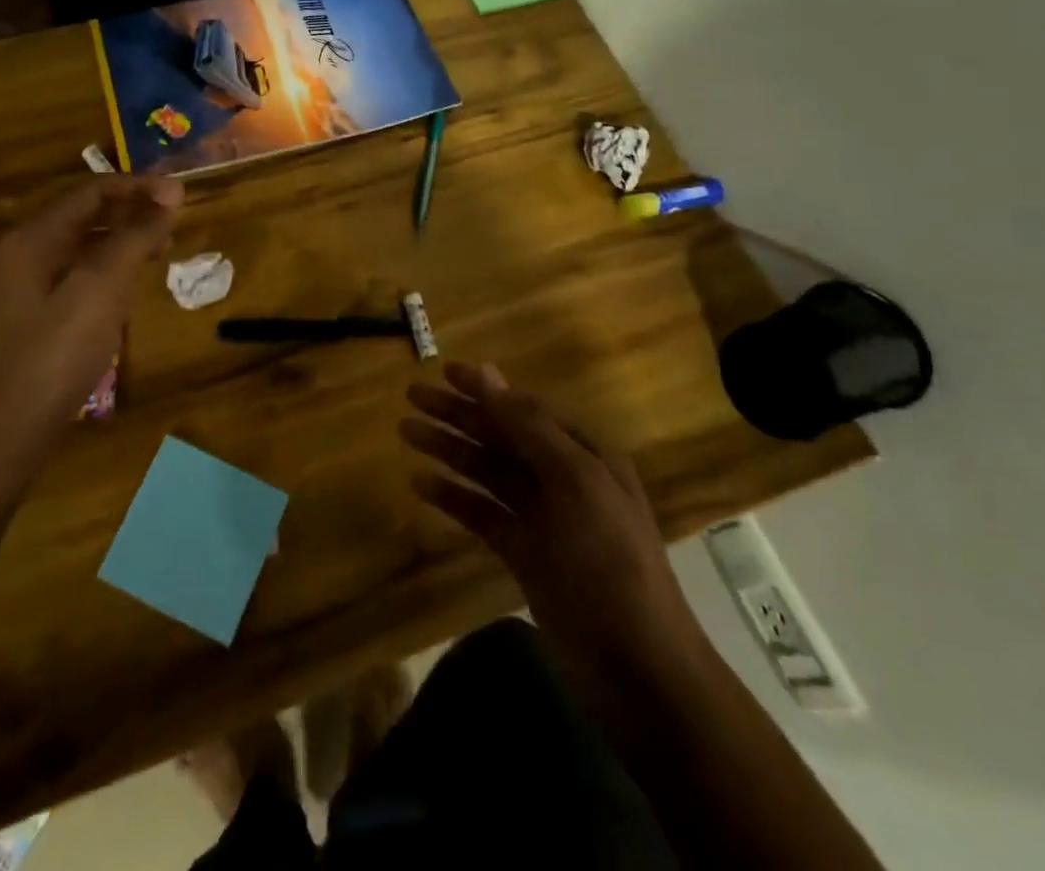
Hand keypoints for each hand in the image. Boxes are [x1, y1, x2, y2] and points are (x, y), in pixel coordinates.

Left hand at [0, 174, 181, 460]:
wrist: (4, 438)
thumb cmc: (54, 356)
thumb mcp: (101, 290)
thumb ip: (135, 237)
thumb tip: (171, 191)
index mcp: (30, 239)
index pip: (90, 192)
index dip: (138, 188)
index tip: (181, 195)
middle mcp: (21, 255)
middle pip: (84, 217)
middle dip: (131, 214)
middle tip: (175, 224)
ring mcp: (22, 289)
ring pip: (81, 249)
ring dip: (122, 243)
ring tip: (161, 252)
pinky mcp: (32, 319)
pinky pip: (76, 278)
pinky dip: (107, 273)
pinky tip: (129, 291)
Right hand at [401, 362, 701, 683]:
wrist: (638, 673)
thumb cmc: (609, 565)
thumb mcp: (575, 483)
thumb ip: (528, 428)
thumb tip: (488, 373)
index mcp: (585, 457)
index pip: (526, 409)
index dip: (486, 389)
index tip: (444, 371)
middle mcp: (563, 480)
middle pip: (502, 437)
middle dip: (458, 415)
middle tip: (412, 396)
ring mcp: (543, 520)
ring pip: (487, 473)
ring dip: (449, 450)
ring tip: (406, 431)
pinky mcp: (525, 556)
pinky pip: (482, 514)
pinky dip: (454, 497)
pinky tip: (421, 484)